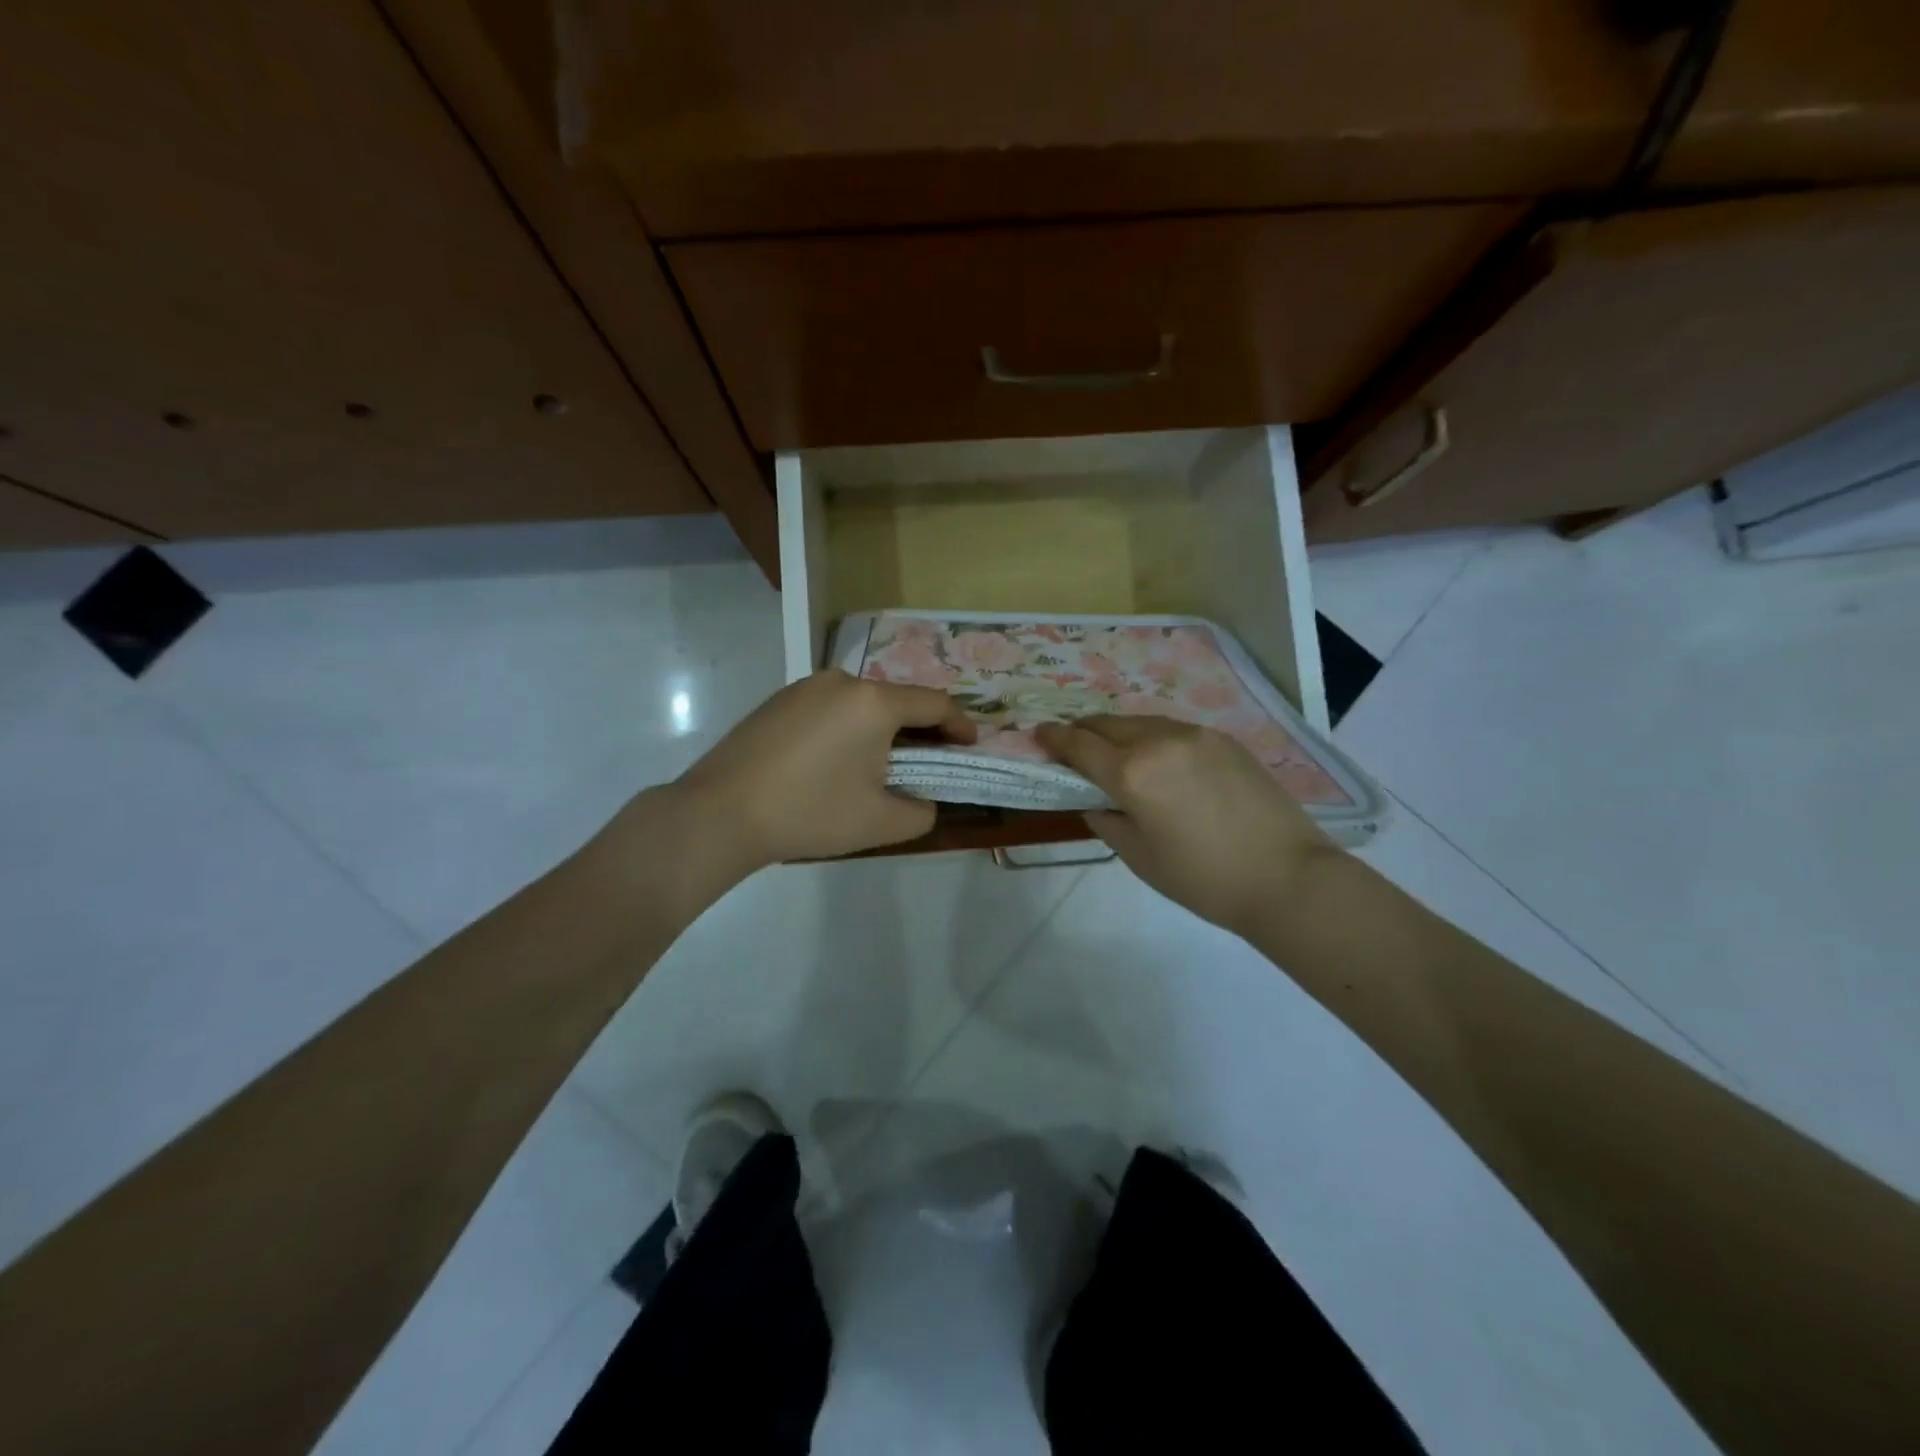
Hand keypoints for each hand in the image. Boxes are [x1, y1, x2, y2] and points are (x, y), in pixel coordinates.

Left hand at [674, 669, 974, 869]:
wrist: (720, 814)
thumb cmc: (811, 814)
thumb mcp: (881, 822)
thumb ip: (922, 811)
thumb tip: (924, 800)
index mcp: (874, 703)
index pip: (934, 704)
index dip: (959, 724)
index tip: (969, 745)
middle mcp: (842, 681)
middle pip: (896, 700)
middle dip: (919, 729)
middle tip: (927, 761)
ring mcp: (804, 687)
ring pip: (860, 703)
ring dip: (880, 728)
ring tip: (879, 764)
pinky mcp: (777, 700)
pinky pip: (829, 708)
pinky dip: (846, 728)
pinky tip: (834, 761)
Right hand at [1034, 715, 1339, 935]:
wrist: (1287, 877)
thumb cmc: (1203, 878)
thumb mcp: (1139, 857)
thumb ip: (1106, 819)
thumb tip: (1095, 799)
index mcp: (1132, 772)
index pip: (1079, 745)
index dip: (1054, 739)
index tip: (1038, 735)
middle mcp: (1160, 740)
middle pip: (1107, 724)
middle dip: (1083, 731)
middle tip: (1072, 746)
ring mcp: (1196, 734)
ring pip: (1141, 721)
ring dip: (1118, 732)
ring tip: (1113, 751)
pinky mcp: (1224, 739)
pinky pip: (1173, 729)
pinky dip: (1152, 737)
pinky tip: (1158, 759)